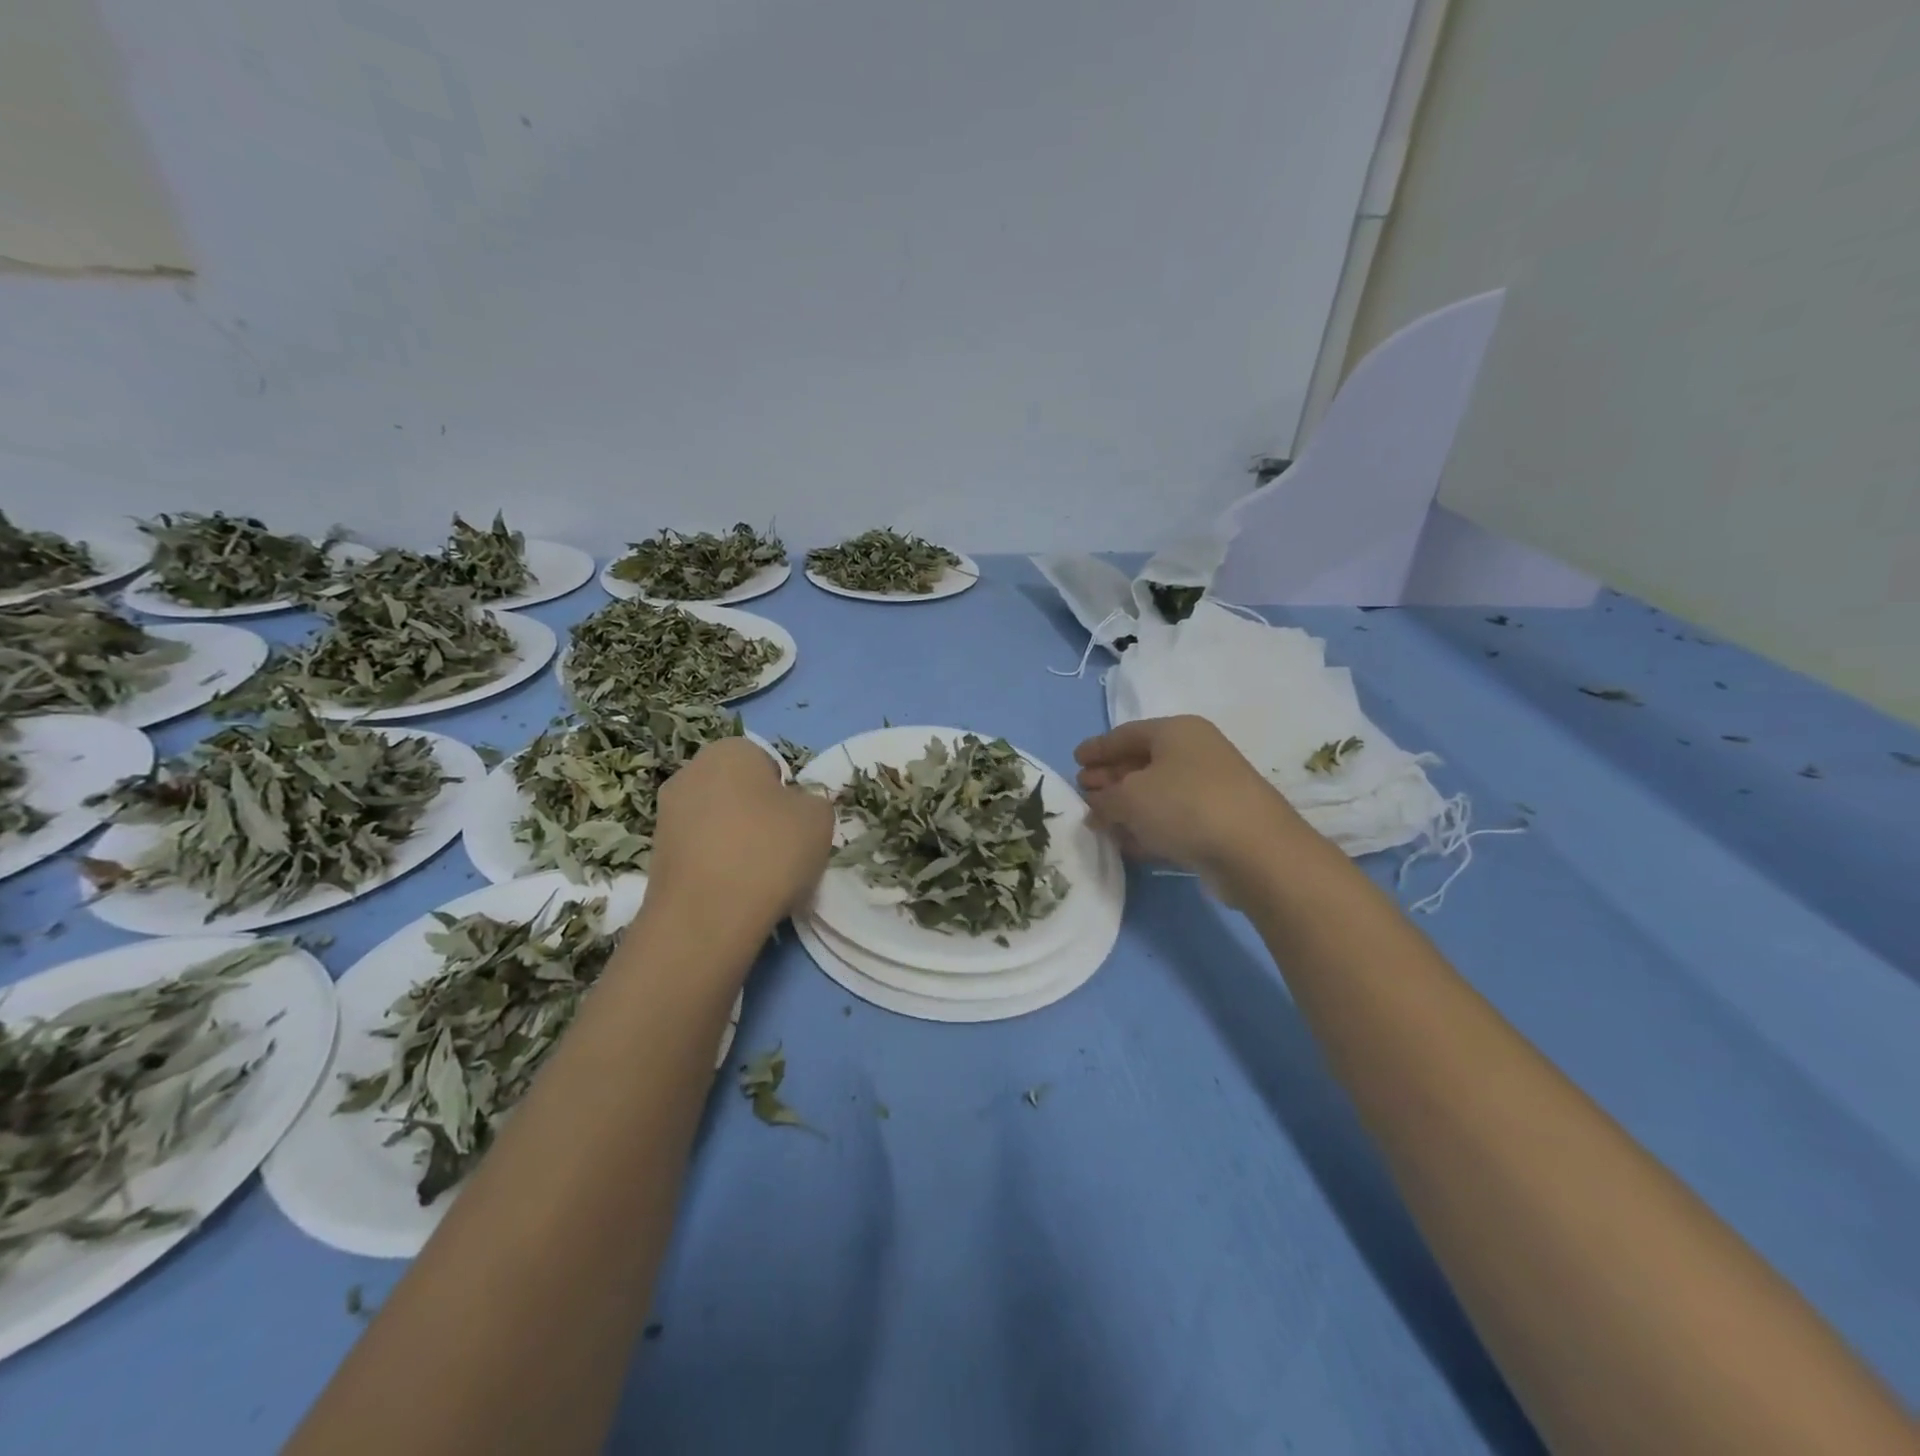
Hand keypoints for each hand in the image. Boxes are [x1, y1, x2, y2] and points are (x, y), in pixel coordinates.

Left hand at [649, 738, 832, 931]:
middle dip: (757, 815)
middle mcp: (690, 772)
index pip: (768, 763)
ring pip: (717, 823)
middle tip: (780, 849)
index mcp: (730, 750)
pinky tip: (734, 893)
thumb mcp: (820, 818)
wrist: (708, 916)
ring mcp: (666, 814)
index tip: (795, 824)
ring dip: (736, 842)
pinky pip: (700, 853)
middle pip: (738, 791)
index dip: (786, 794)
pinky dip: (717, 867)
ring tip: (758, 878)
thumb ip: (811, 802)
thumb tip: (794, 810)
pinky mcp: (655, 855)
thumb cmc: (770, 851)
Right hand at [1075, 716, 1310, 901]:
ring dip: (1126, 806)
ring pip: (1156, 793)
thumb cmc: (1185, 806)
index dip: (1097, 747)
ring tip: (1098, 821)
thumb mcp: (1129, 797)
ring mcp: (1210, 788)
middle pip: (1141, 762)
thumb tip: (1095, 804)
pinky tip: (1127, 842)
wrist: (1256, 851)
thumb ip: (1103, 798)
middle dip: (1109, 778)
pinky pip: (1172, 818)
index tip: (1074, 759)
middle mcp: (1195, 753)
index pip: (1126, 734)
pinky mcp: (1218, 822)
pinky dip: (1148, 826)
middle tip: (1083, 791)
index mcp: (1176, 731)